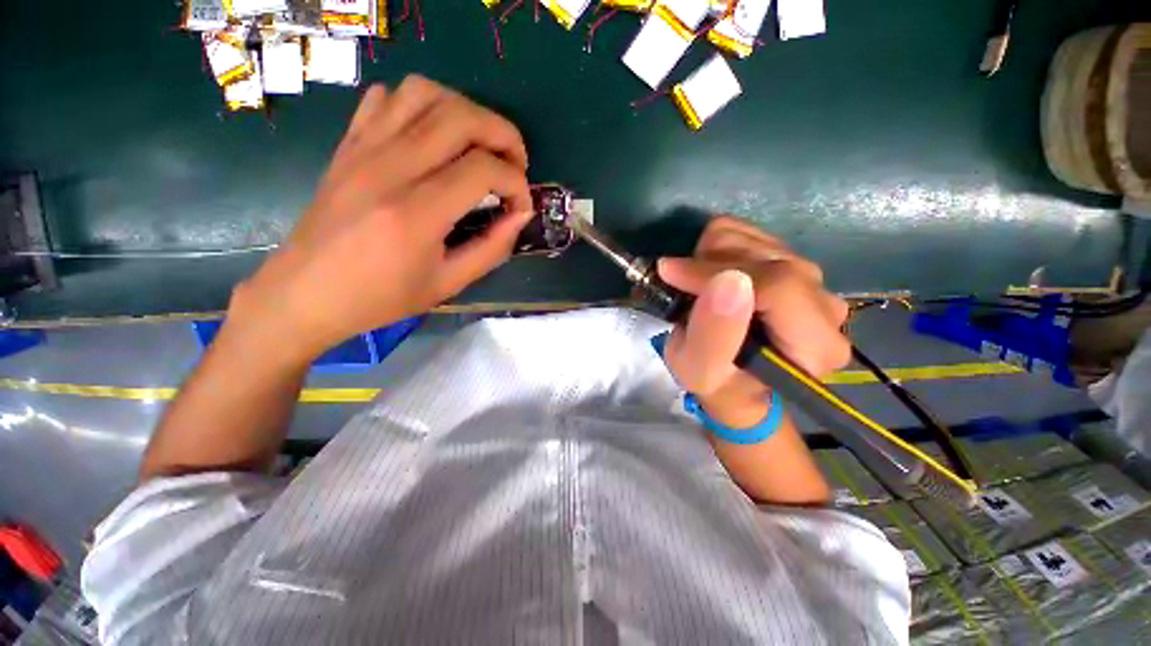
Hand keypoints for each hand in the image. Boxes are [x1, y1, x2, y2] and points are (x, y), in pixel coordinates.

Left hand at [232, 76, 532, 362]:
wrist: (307, 292)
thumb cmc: (382, 297)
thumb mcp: (449, 283)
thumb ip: (493, 247)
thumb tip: (521, 213)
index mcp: (416, 213)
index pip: (484, 169)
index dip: (516, 183)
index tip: (521, 206)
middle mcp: (390, 168)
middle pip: (461, 118)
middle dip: (504, 136)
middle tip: (515, 165)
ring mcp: (363, 149)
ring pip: (426, 93)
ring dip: (467, 112)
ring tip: (480, 146)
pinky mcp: (349, 144)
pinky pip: (388, 98)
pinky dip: (423, 107)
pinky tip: (434, 138)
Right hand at [657, 216, 850, 428]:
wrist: (734, 379)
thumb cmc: (716, 382)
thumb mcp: (700, 371)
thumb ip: (713, 335)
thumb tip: (728, 280)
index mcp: (816, 345)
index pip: (777, 286)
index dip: (716, 273)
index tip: (671, 273)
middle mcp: (827, 306)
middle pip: (767, 257)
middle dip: (710, 265)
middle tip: (681, 286)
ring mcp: (814, 280)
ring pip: (756, 238)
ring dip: (710, 257)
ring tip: (695, 286)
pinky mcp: (793, 263)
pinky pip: (750, 233)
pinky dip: (717, 248)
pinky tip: (708, 274)